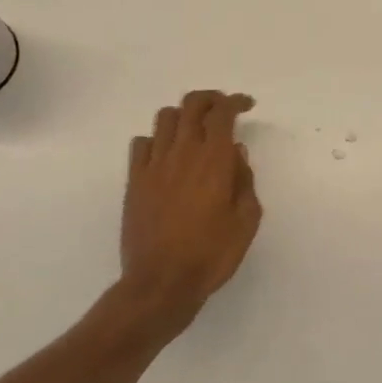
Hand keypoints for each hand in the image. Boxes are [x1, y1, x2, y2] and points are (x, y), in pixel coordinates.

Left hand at [119, 90, 261, 330]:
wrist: (161, 283)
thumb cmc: (212, 254)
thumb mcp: (246, 220)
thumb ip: (244, 180)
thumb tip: (236, 153)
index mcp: (214, 160)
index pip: (223, 112)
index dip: (235, 101)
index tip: (246, 105)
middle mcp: (183, 152)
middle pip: (192, 105)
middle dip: (210, 99)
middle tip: (223, 109)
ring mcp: (154, 165)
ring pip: (165, 118)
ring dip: (183, 115)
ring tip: (194, 130)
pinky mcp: (134, 181)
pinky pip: (141, 144)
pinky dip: (157, 139)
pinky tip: (166, 154)